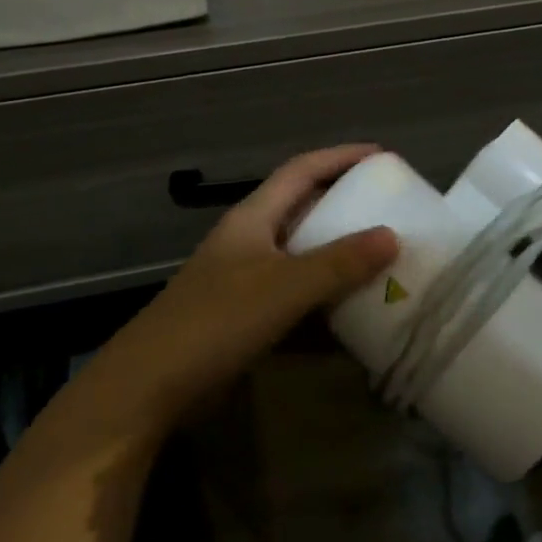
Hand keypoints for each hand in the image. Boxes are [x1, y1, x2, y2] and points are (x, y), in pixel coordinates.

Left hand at [78, 145, 398, 439]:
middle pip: (303, 209)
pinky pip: (295, 296)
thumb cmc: (216, 321)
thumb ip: (338, 263)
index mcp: (253, 218)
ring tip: (382, 258)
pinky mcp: (245, 317)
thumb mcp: (283, 287)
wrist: (150, 385)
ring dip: (338, 255)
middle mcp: (250, 240)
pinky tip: (351, 312)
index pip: (302, 171)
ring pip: (301, 255)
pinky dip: (323, 298)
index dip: (341, 157)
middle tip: (390, 210)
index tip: (383, 156)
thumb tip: (392, 236)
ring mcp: (245, 280)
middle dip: (345, 205)